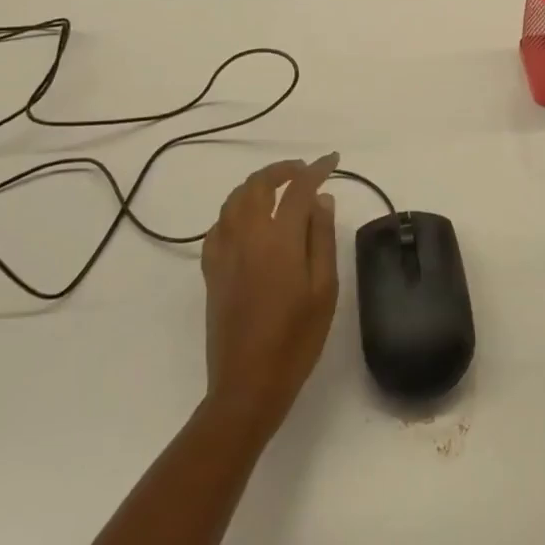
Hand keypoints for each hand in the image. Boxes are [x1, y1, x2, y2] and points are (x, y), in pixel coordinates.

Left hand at [201, 154, 340, 442]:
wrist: (248, 384)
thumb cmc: (297, 338)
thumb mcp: (324, 288)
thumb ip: (321, 238)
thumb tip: (321, 199)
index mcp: (278, 239)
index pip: (298, 189)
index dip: (316, 170)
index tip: (333, 160)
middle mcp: (246, 237)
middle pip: (258, 185)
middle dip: (282, 169)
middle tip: (304, 170)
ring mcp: (224, 254)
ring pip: (233, 201)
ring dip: (256, 185)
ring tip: (278, 188)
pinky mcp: (211, 272)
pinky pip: (218, 226)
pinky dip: (234, 211)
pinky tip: (247, 221)